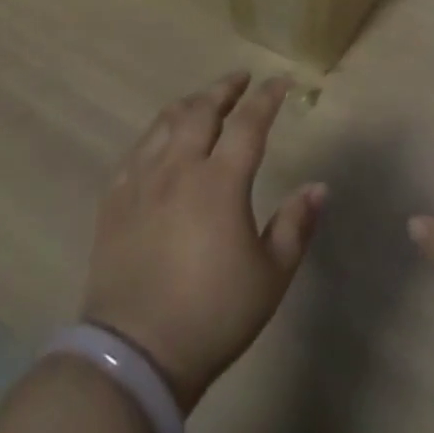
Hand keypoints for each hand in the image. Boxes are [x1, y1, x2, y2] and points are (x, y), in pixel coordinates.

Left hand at [81, 73, 325, 411]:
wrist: (136, 353)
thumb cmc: (213, 315)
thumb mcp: (270, 276)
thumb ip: (296, 225)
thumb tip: (319, 187)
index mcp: (220, 181)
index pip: (248, 123)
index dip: (267, 98)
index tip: (281, 82)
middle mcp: (179, 167)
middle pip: (201, 110)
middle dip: (224, 89)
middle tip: (240, 79)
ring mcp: (142, 180)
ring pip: (166, 123)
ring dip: (189, 104)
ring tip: (203, 101)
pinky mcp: (115, 199)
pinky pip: (137, 150)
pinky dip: (157, 133)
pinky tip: (162, 141)